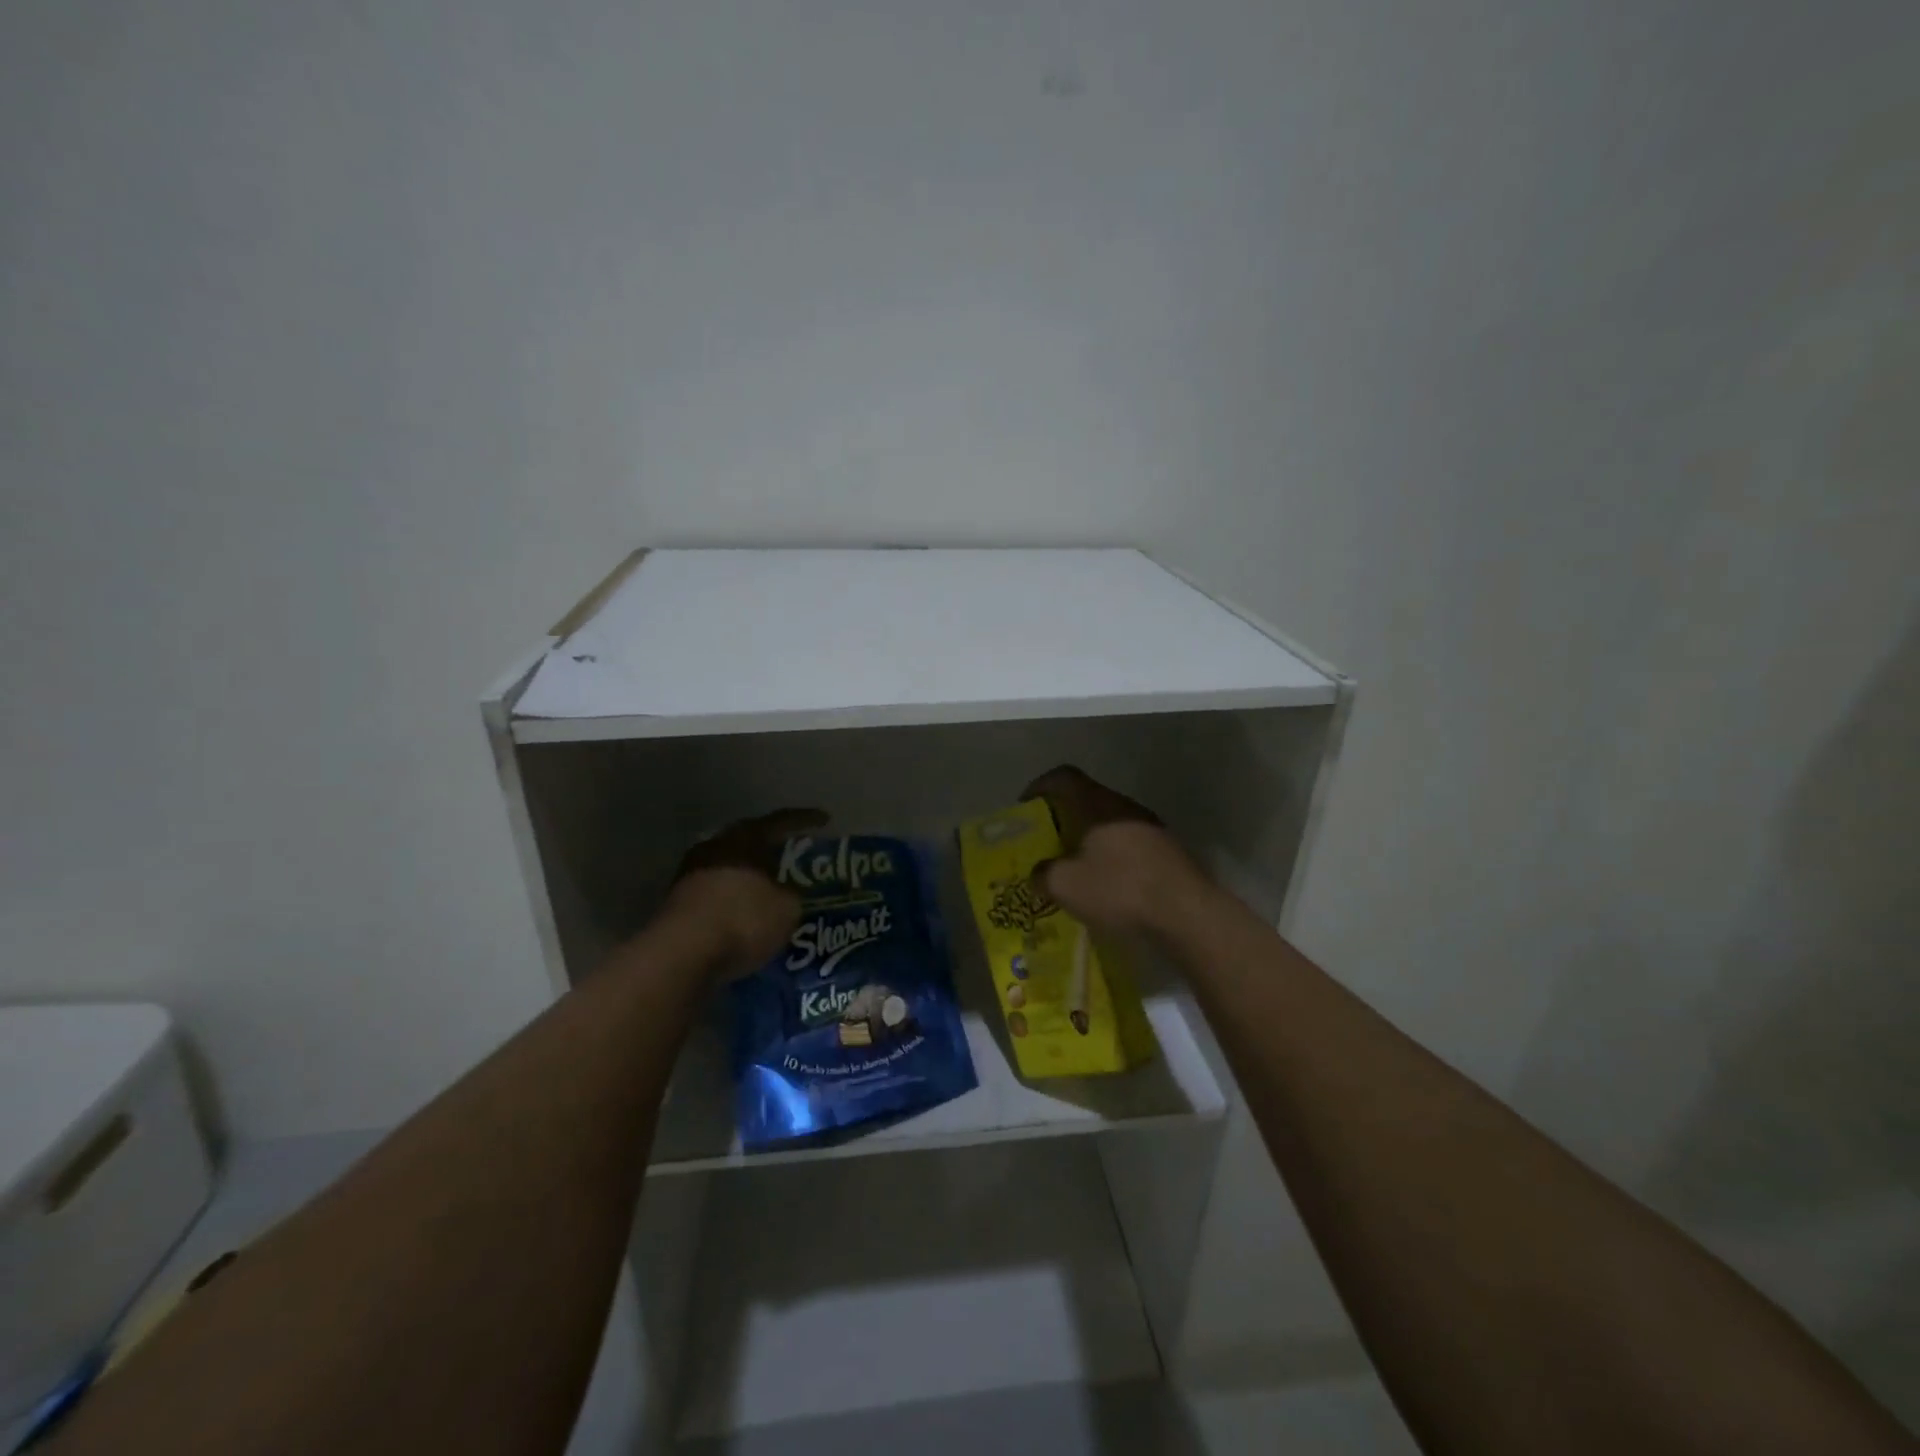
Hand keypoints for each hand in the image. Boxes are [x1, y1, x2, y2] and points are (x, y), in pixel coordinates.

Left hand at [664, 808, 826, 973]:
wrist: (682, 954)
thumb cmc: (743, 918)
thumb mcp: (787, 908)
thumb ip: (792, 894)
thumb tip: (788, 894)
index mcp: (744, 838)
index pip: (780, 821)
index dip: (805, 820)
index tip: (824, 819)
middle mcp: (715, 848)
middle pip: (749, 842)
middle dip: (771, 850)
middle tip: (793, 857)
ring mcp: (690, 875)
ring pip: (729, 869)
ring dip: (750, 878)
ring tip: (771, 890)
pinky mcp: (677, 905)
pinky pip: (716, 895)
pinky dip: (734, 901)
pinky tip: (747, 915)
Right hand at [1021, 766, 1211, 937]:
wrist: (1187, 915)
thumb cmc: (1120, 890)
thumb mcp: (1066, 886)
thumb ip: (1043, 874)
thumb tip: (1038, 873)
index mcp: (1098, 804)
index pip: (1064, 777)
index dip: (1039, 787)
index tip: (1024, 808)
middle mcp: (1125, 807)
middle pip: (1086, 800)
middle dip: (1061, 819)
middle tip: (1045, 843)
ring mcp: (1150, 828)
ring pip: (1108, 824)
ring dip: (1087, 840)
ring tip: (1072, 868)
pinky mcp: (1166, 853)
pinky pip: (1127, 846)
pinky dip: (1109, 858)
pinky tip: (1104, 886)